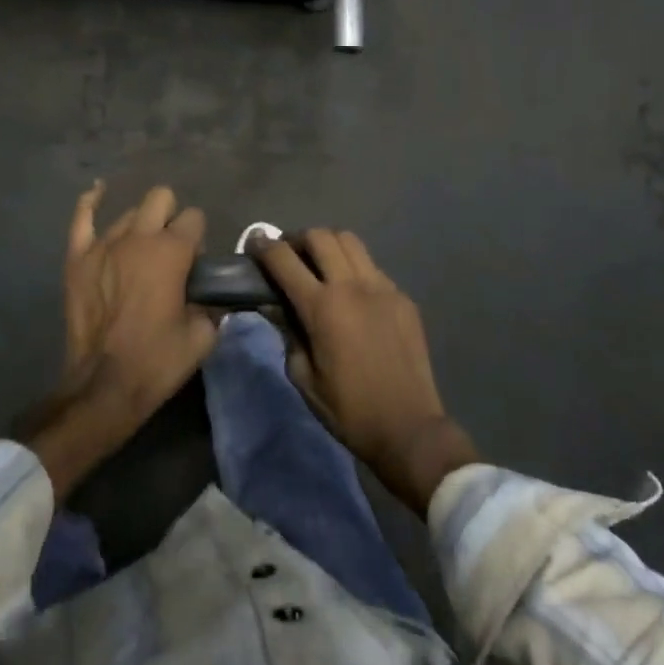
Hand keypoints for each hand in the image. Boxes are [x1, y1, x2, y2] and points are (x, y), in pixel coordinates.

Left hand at [29, 185, 216, 498]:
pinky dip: (92, 202)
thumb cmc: (157, 361)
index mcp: (172, 251)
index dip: (198, 239)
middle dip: (171, 217)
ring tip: (140, 251)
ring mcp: (103, 244)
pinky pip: (82, 217)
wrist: (104, 386)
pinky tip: (99, 191)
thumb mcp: (203, 336)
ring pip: (129, 212)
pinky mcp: (78, 257)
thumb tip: (208, 293)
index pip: (194, 218)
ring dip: (141, 225)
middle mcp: (138, 237)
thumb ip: (211, 304)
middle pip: (161, 198)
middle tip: (171, 252)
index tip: (194, 265)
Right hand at [252, 229, 476, 513]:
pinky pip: (372, 267)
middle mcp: (353, 286)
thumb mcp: (303, 377)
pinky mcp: (403, 297)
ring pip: (350, 241)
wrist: (409, 428)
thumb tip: (275, 306)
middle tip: (288, 255)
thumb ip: (288, 333)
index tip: (255, 243)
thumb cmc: (348, 410)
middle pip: (320, 236)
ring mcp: (382, 288)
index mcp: (323, 308)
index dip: (264, 247)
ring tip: (319, 263)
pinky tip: (352, 293)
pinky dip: (354, 267)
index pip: (284, 260)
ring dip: (328, 244)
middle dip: (297, 239)